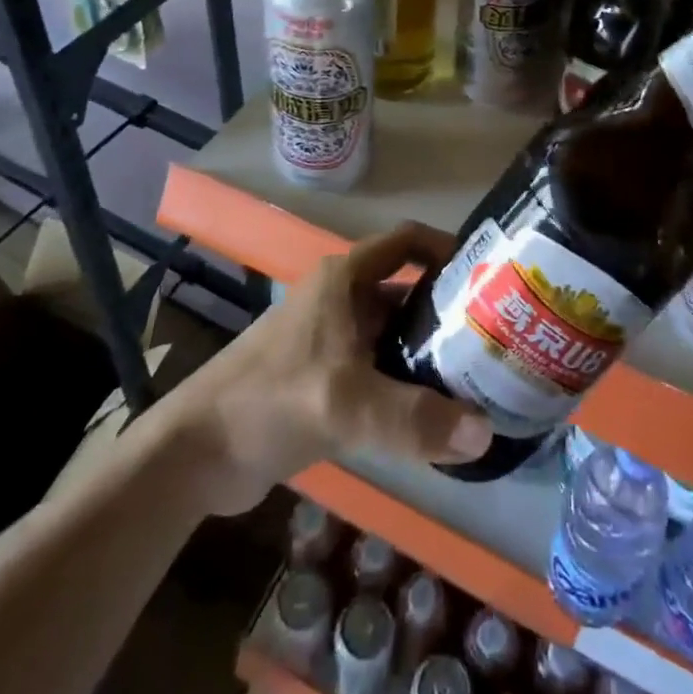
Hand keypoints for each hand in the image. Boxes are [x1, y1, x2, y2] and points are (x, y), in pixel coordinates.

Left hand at [160, 223, 491, 513]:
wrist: (197, 452)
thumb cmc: (269, 400)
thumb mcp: (345, 404)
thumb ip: (414, 419)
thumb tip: (484, 431)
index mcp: (344, 279)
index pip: (406, 241)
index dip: (447, 248)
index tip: (488, 274)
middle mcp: (342, 298)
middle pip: (407, 291)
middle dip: (449, 311)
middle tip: (496, 338)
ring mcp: (332, 338)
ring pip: (395, 334)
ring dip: (430, 352)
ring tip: (478, 379)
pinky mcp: (325, 376)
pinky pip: (379, 369)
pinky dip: (407, 384)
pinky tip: (435, 414)